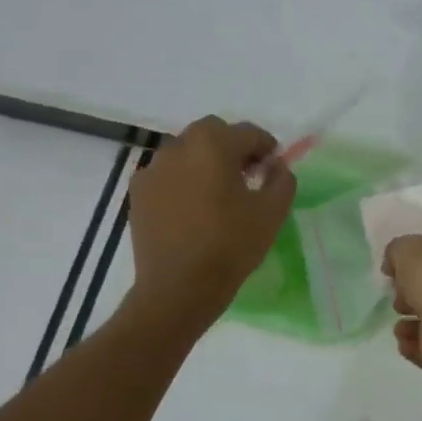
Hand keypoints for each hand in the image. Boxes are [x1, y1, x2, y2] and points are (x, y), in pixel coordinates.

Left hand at [125, 116, 295, 330]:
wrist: (179, 288)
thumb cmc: (231, 246)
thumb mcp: (273, 212)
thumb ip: (282, 180)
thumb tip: (276, 166)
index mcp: (213, 146)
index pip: (247, 132)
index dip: (266, 147)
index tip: (274, 168)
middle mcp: (178, 147)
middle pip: (211, 133)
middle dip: (232, 147)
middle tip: (247, 175)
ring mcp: (153, 169)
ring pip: (186, 151)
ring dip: (205, 161)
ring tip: (219, 193)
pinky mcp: (138, 193)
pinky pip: (166, 174)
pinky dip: (182, 180)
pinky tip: (193, 208)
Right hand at [383, 235, 421, 377]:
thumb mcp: (409, 249)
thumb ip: (398, 251)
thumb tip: (394, 264)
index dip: (420, 261)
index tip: (399, 272)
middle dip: (414, 295)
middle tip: (399, 299)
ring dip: (412, 324)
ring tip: (399, 326)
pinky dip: (417, 346)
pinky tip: (405, 343)